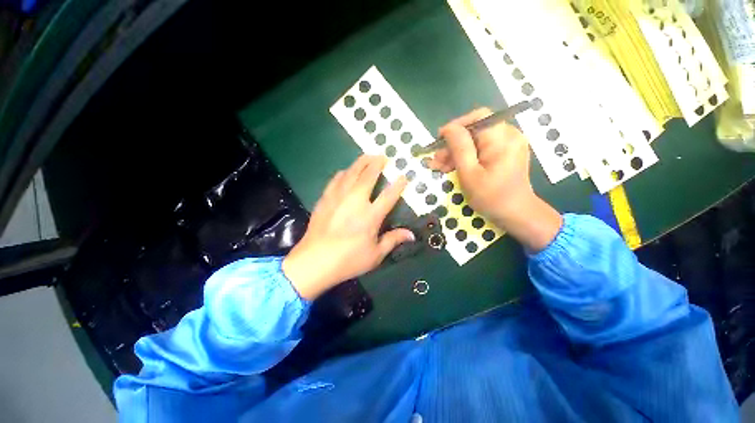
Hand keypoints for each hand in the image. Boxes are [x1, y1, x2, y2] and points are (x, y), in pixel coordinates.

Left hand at [282, 155, 414, 299]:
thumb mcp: (375, 255)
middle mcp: (355, 202)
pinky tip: (345, 171)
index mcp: (370, 216)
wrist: (314, 261)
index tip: (404, 176)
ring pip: (351, 173)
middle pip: (368, 176)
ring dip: (360, 163)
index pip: (389, 196)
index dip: (398, 185)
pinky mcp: (325, 199)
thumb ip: (393, 240)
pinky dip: (343, 173)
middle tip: (383, 156)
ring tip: (367, 156)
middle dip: (377, 164)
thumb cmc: (348, 260)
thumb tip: (412, 235)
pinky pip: (335, 180)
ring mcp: (338, 198)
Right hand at [430, 108, 561, 251]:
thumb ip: (459, 148)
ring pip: (476, 141)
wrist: (516, 214)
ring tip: (440, 167)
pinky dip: (467, 157)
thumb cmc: (491, 197)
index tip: (439, 140)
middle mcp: (509, 135)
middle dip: (453, 144)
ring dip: (457, 152)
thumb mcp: (469, 173)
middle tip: (436, 161)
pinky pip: (482, 149)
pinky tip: (454, 167)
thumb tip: (449, 128)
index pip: (477, 117)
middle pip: (475, 131)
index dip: (456, 126)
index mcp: (502, 138)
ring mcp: (509, 144)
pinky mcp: (506, 153)